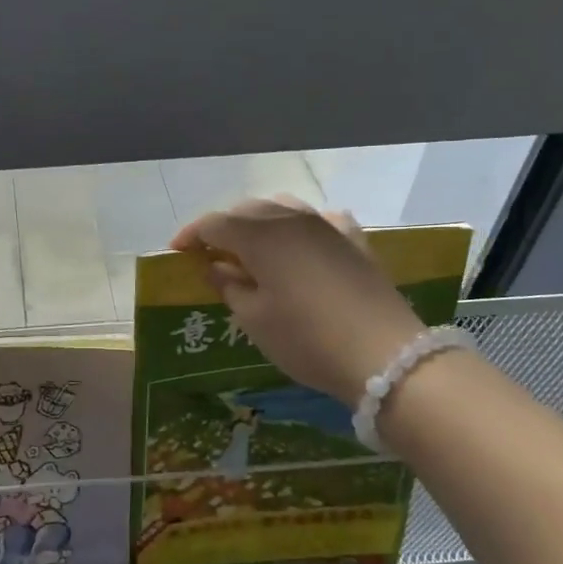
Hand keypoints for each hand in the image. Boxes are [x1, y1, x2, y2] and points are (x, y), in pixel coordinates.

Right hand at [170, 197, 425, 403]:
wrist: (385, 355)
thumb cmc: (306, 339)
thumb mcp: (253, 319)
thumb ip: (228, 285)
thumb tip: (215, 266)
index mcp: (260, 235)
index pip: (214, 223)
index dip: (192, 235)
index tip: (177, 252)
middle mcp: (291, 219)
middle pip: (247, 210)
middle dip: (224, 228)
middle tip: (211, 255)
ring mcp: (327, 226)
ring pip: (283, 208)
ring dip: (260, 223)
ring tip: (252, 249)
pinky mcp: (355, 241)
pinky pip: (320, 220)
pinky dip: (301, 227)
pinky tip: (301, 244)